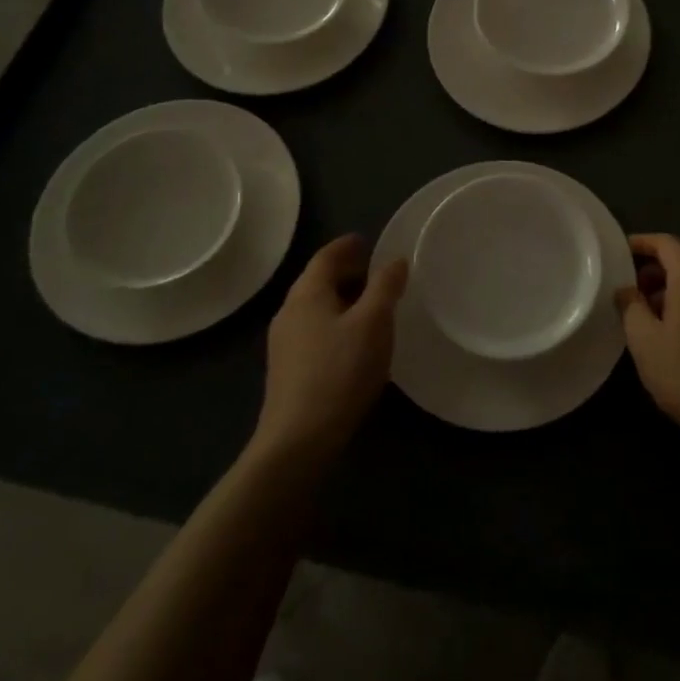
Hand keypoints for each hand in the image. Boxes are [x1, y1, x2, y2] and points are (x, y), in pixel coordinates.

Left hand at [252, 235, 407, 468]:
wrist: (298, 439)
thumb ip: (385, 287)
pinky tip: (354, 341)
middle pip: (317, 280)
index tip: (367, 241)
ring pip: (316, 307)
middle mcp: (289, 311)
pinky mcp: (287, 370)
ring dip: (342, 298)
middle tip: (376, 272)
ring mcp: (284, 343)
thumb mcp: (373, 323)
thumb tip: (395, 260)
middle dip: (346, 271)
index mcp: (307, 294)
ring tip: (370, 305)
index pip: (325, 256)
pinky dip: (335, 322)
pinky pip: (314, 330)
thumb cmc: (340, 371)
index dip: (347, 246)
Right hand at [616, 234, 679, 456]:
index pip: (666, 243)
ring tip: (646, 312)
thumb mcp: (644, 341)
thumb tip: (626, 289)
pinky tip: (673, 329)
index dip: (640, 243)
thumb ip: (630, 306)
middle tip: (628, 288)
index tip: (618, 253)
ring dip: (670, 287)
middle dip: (653, 268)